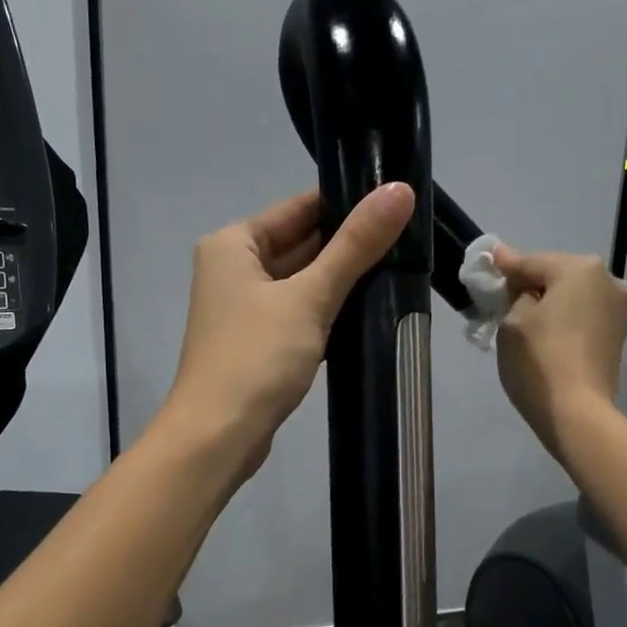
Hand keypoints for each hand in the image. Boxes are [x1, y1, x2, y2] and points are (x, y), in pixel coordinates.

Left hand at [160, 182, 415, 480]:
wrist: (218, 437)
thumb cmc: (256, 358)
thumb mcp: (309, 296)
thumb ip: (355, 245)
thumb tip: (399, 189)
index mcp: (232, 244)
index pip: (298, 208)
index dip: (347, 204)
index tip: (397, 203)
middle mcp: (232, 270)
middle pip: (300, 244)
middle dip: (348, 246)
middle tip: (408, 240)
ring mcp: (243, 310)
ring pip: (300, 283)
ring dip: (340, 282)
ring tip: (399, 271)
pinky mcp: (256, 344)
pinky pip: (297, 315)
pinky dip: (326, 313)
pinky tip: (366, 313)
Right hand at [492, 248, 626, 459]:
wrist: (576, 412)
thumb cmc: (539, 360)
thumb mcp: (513, 321)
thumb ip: (515, 292)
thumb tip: (519, 282)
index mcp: (580, 269)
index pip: (532, 262)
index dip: (506, 266)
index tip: (490, 261)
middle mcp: (608, 281)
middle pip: (557, 277)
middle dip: (532, 285)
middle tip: (504, 299)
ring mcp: (617, 310)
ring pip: (573, 298)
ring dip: (550, 304)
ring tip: (525, 321)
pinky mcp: (616, 337)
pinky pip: (582, 318)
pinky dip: (564, 321)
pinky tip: (547, 336)